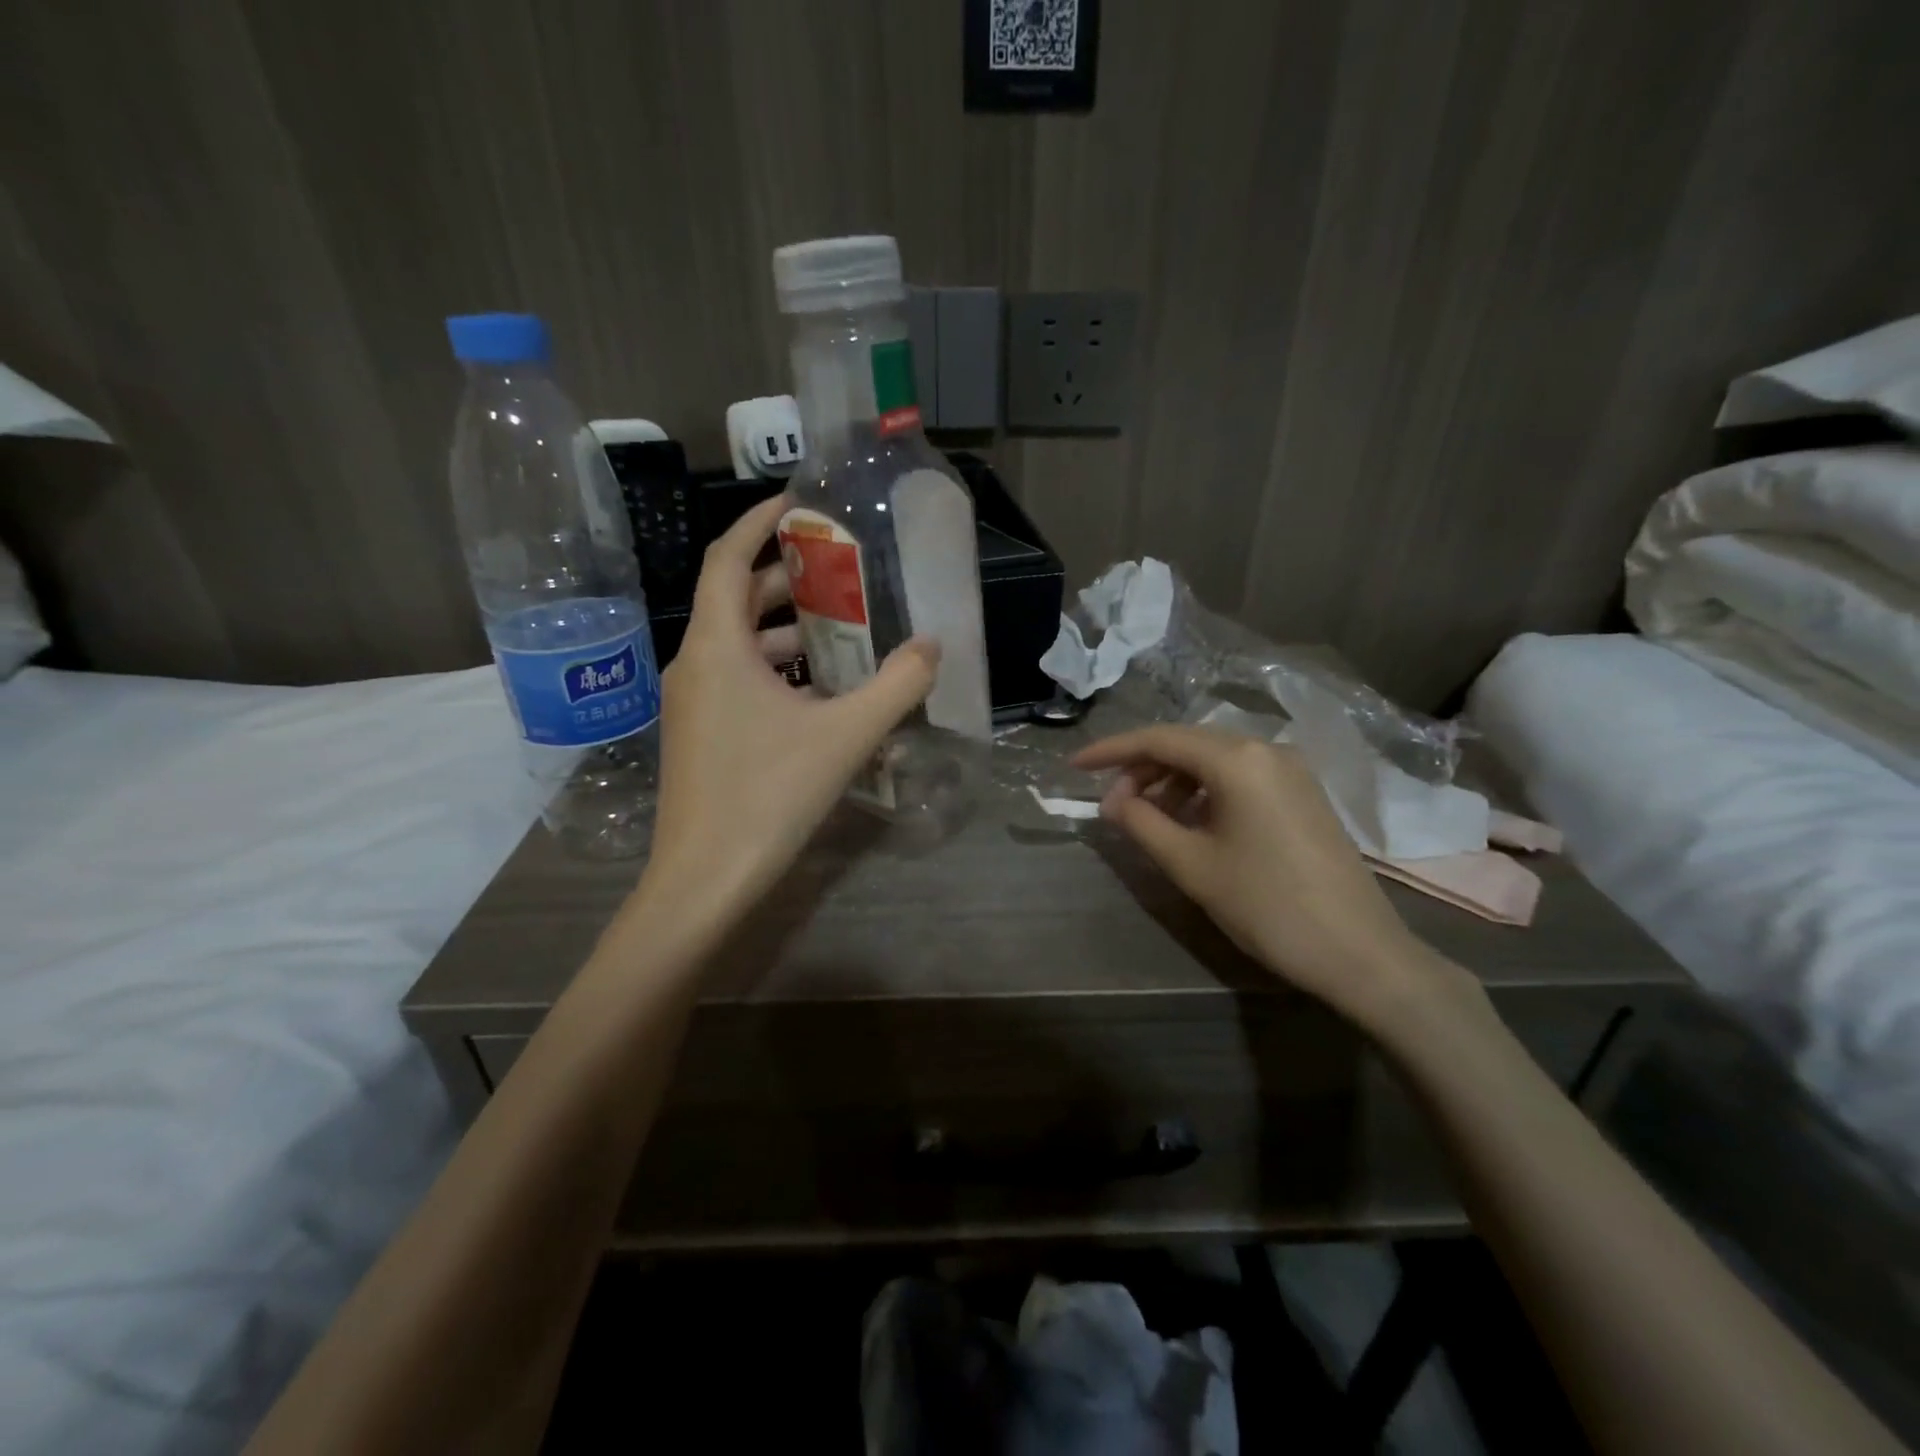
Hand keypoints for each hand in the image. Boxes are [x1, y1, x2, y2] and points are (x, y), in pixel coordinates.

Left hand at [631, 496, 937, 944]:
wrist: (705, 880)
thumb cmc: (768, 795)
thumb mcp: (845, 736)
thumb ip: (896, 686)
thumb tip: (934, 645)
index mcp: (716, 647)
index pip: (728, 559)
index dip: (760, 523)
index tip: (800, 505)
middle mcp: (695, 664)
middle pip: (735, 600)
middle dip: (785, 581)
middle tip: (840, 571)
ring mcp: (692, 704)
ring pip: (739, 647)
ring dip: (786, 633)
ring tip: (844, 633)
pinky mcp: (699, 736)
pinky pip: (738, 683)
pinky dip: (777, 674)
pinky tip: (822, 696)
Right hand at [1072, 726, 1452, 1024]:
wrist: (1359, 953)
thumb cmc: (1266, 905)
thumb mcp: (1191, 865)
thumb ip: (1142, 823)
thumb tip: (1112, 801)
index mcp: (1238, 760)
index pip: (1159, 739)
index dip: (1111, 751)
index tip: (1074, 766)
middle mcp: (1266, 749)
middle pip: (1187, 744)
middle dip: (1142, 768)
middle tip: (1112, 805)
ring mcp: (1290, 770)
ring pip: (1214, 760)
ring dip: (1173, 781)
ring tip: (1147, 817)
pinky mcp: (1303, 793)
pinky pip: (1240, 776)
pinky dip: (1205, 791)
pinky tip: (1190, 822)